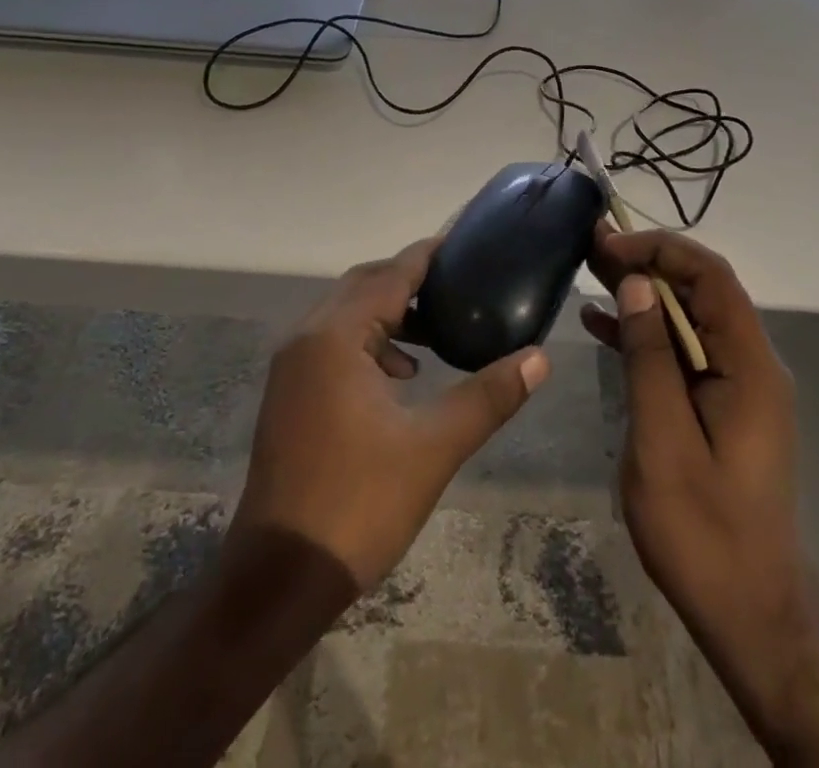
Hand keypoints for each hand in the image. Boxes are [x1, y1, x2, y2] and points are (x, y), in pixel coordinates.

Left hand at [228, 238, 551, 597]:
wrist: (279, 577)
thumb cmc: (359, 504)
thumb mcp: (434, 447)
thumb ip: (488, 396)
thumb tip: (539, 358)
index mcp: (336, 337)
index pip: (390, 275)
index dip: (428, 255)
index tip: (465, 242)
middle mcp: (306, 338)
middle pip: (363, 285)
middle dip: (409, 281)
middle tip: (458, 285)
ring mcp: (291, 367)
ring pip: (345, 314)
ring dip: (388, 312)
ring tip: (437, 331)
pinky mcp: (289, 393)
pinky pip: (333, 343)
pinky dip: (368, 342)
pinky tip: (401, 376)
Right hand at [581, 226, 813, 753]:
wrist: (748, 611)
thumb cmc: (704, 531)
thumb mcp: (664, 441)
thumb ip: (650, 357)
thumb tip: (635, 285)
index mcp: (748, 365)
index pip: (711, 276)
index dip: (661, 249)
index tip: (610, 244)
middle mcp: (749, 363)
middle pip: (699, 291)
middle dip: (646, 262)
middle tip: (590, 246)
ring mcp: (735, 384)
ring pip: (687, 317)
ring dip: (641, 294)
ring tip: (588, 271)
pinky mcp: (719, 405)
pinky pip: (681, 352)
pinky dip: (644, 334)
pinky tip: (600, 325)